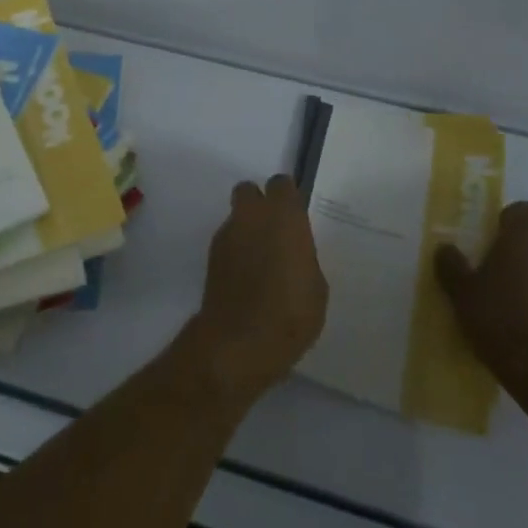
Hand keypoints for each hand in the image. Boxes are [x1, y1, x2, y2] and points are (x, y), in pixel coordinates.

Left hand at [182, 175, 328, 412]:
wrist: (239, 342)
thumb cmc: (290, 312)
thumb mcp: (315, 286)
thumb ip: (303, 258)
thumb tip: (294, 254)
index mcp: (283, 216)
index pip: (282, 185)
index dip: (287, 198)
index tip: (295, 217)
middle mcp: (252, 216)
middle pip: (249, 191)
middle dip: (259, 204)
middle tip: (274, 231)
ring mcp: (227, 235)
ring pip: (236, 217)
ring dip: (246, 230)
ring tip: (260, 262)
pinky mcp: (211, 258)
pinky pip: (227, 243)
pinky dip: (235, 253)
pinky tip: (246, 280)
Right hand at [435, 202, 527, 418]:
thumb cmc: (502, 323)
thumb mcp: (462, 295)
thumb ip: (452, 267)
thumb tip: (446, 248)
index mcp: (525, 240)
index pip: (522, 211)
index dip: (509, 223)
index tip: (495, 243)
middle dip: (526, 261)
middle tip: (503, 287)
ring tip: (525, 320)